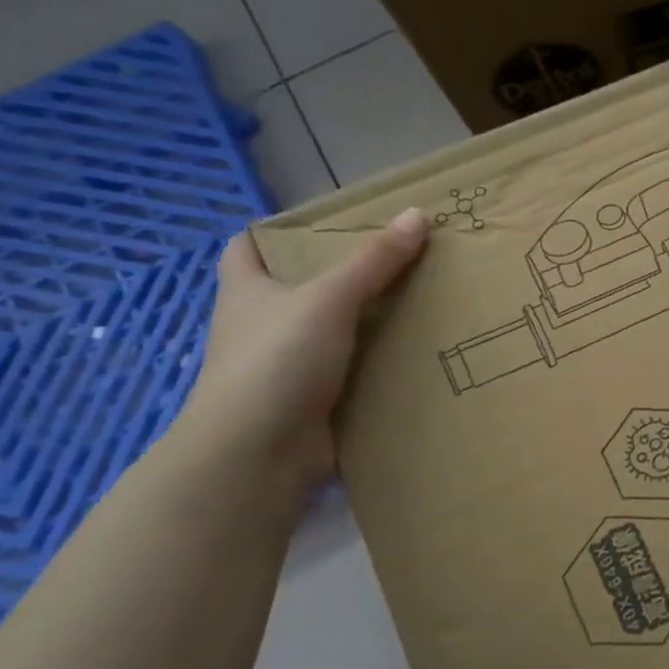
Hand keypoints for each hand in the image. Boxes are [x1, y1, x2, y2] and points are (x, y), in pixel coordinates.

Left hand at [176, 209, 429, 502]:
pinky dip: (379, 363)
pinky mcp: (314, 400)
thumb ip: (374, 260)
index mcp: (247, 292)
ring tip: (422, 301)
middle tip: (399, 259)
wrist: (259, 454)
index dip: (277, 232)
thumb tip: (418, 215)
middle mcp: (262, 326)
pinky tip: (418, 352)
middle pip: (300, 289)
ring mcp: (287, 366)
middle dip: (344, 275)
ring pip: (332, 332)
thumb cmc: (277, 361)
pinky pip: (353, 371)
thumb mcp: (329, 298)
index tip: (328, 225)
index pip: (247, 247)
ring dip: (368, 321)